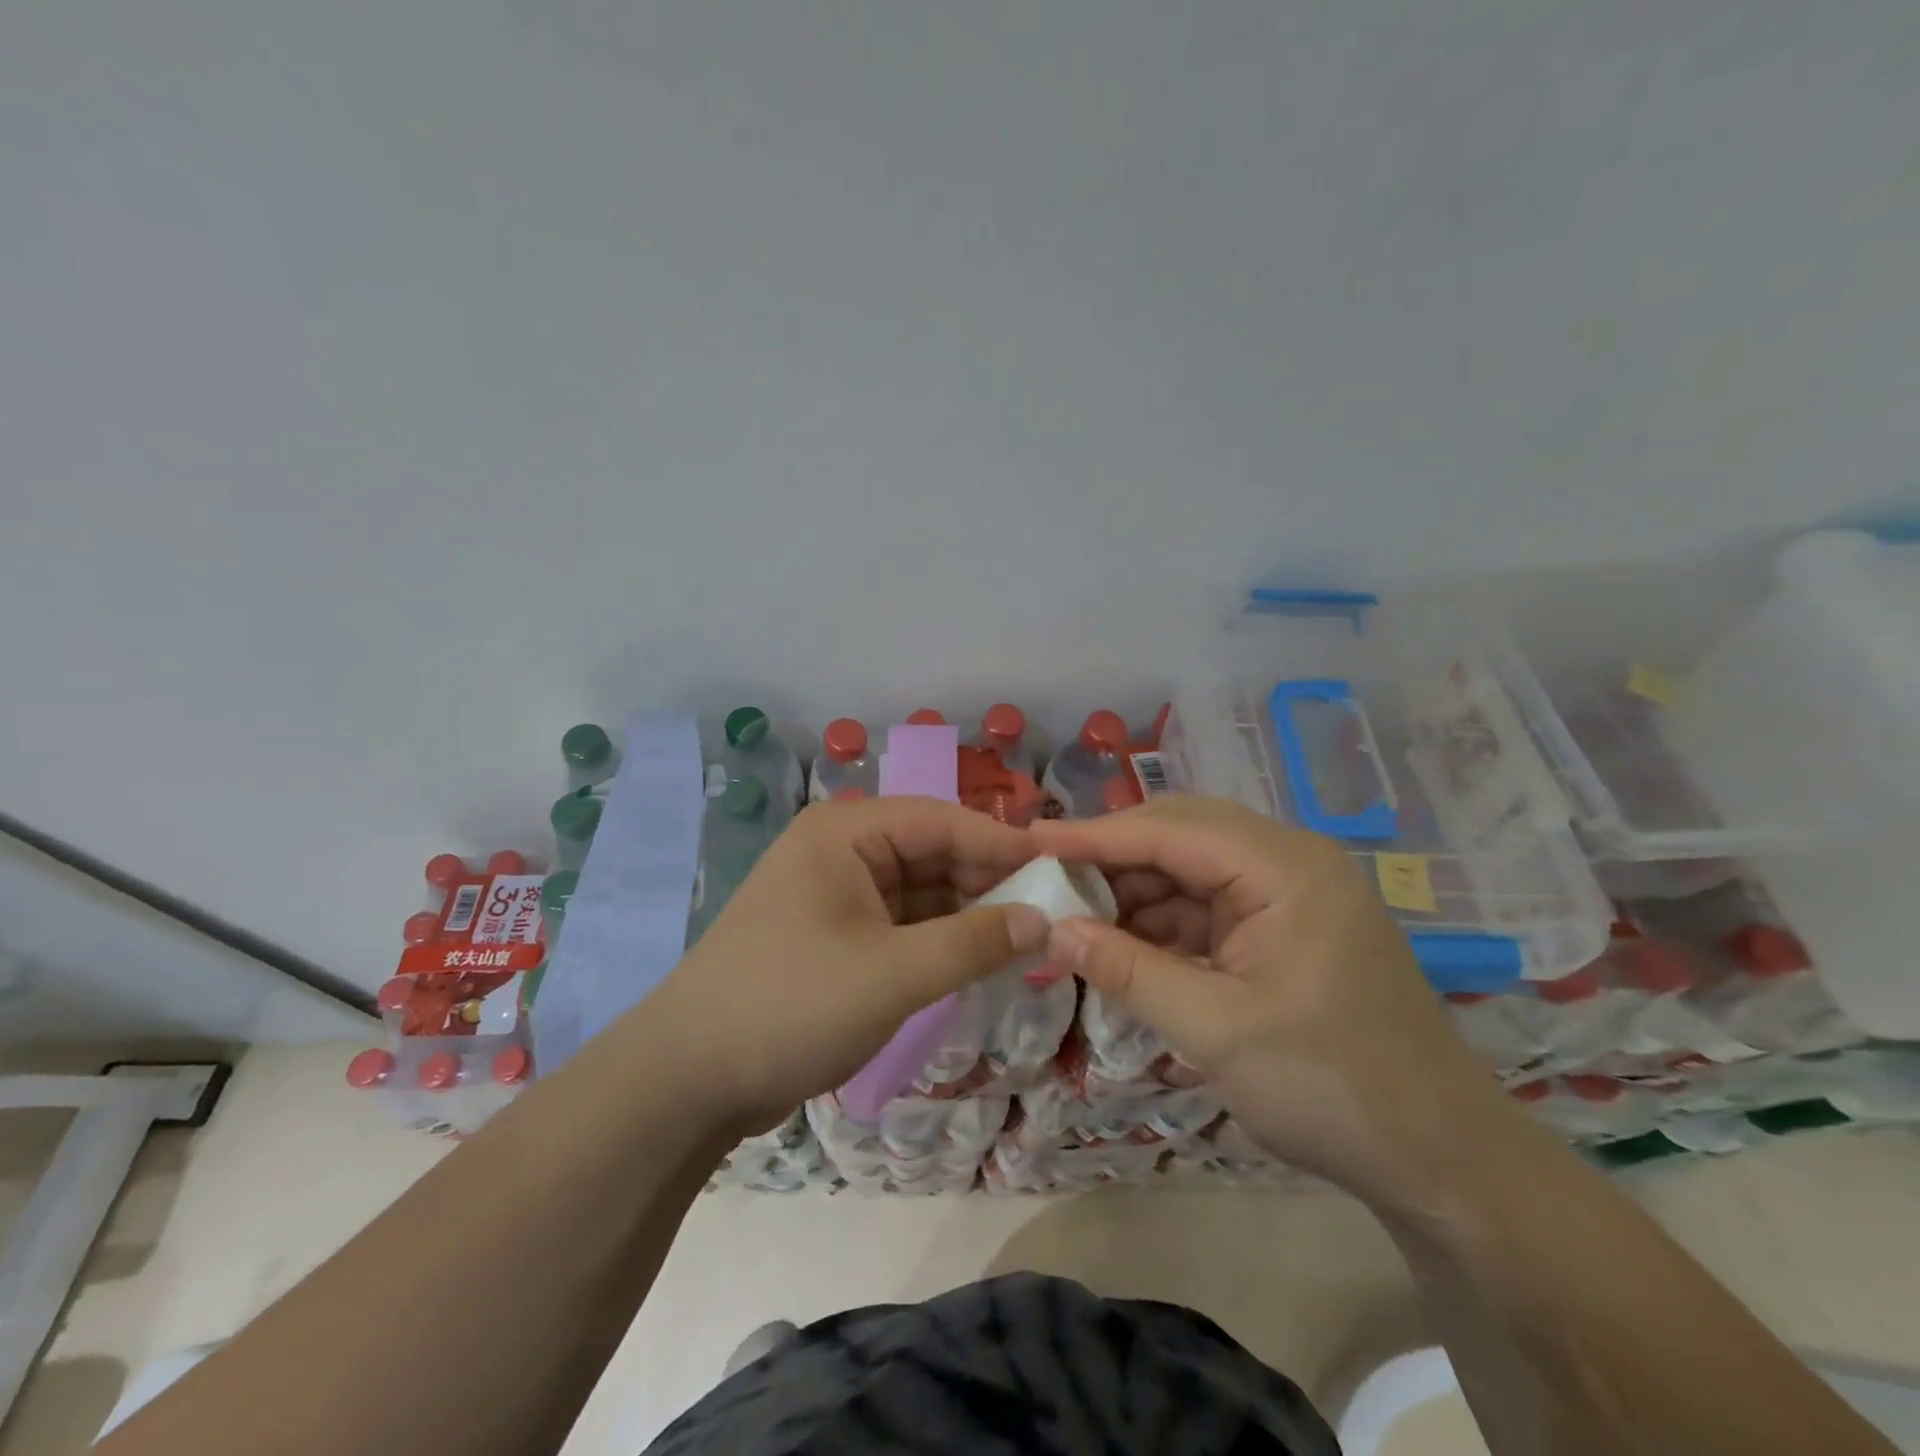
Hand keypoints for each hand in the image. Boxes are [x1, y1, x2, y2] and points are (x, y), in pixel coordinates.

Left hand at [646, 796, 1047, 1135]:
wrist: (687, 1079)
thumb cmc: (790, 1006)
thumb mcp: (892, 975)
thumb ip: (974, 942)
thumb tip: (1043, 919)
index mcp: (847, 832)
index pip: (943, 821)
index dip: (1005, 845)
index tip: (1062, 871)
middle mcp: (843, 849)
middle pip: (934, 852)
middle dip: (990, 882)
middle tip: (1053, 913)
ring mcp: (838, 892)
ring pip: (922, 890)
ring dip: (969, 913)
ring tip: (1029, 938)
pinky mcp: (837, 933)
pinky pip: (903, 922)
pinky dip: (941, 938)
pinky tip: (981, 957)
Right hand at [1031, 797, 1515, 1208]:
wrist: (1442, 1161)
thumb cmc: (1333, 1088)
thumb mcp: (1217, 1030)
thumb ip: (1128, 970)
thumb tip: (1052, 931)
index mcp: (1285, 867)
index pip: (1170, 830)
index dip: (1093, 835)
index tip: (1028, 840)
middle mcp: (1288, 862)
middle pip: (1179, 835)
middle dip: (1110, 857)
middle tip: (1044, 876)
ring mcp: (1287, 894)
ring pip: (1188, 870)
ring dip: (1131, 892)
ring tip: (1071, 916)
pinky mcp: (1282, 928)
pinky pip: (1205, 907)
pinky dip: (1159, 923)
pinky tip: (1119, 944)